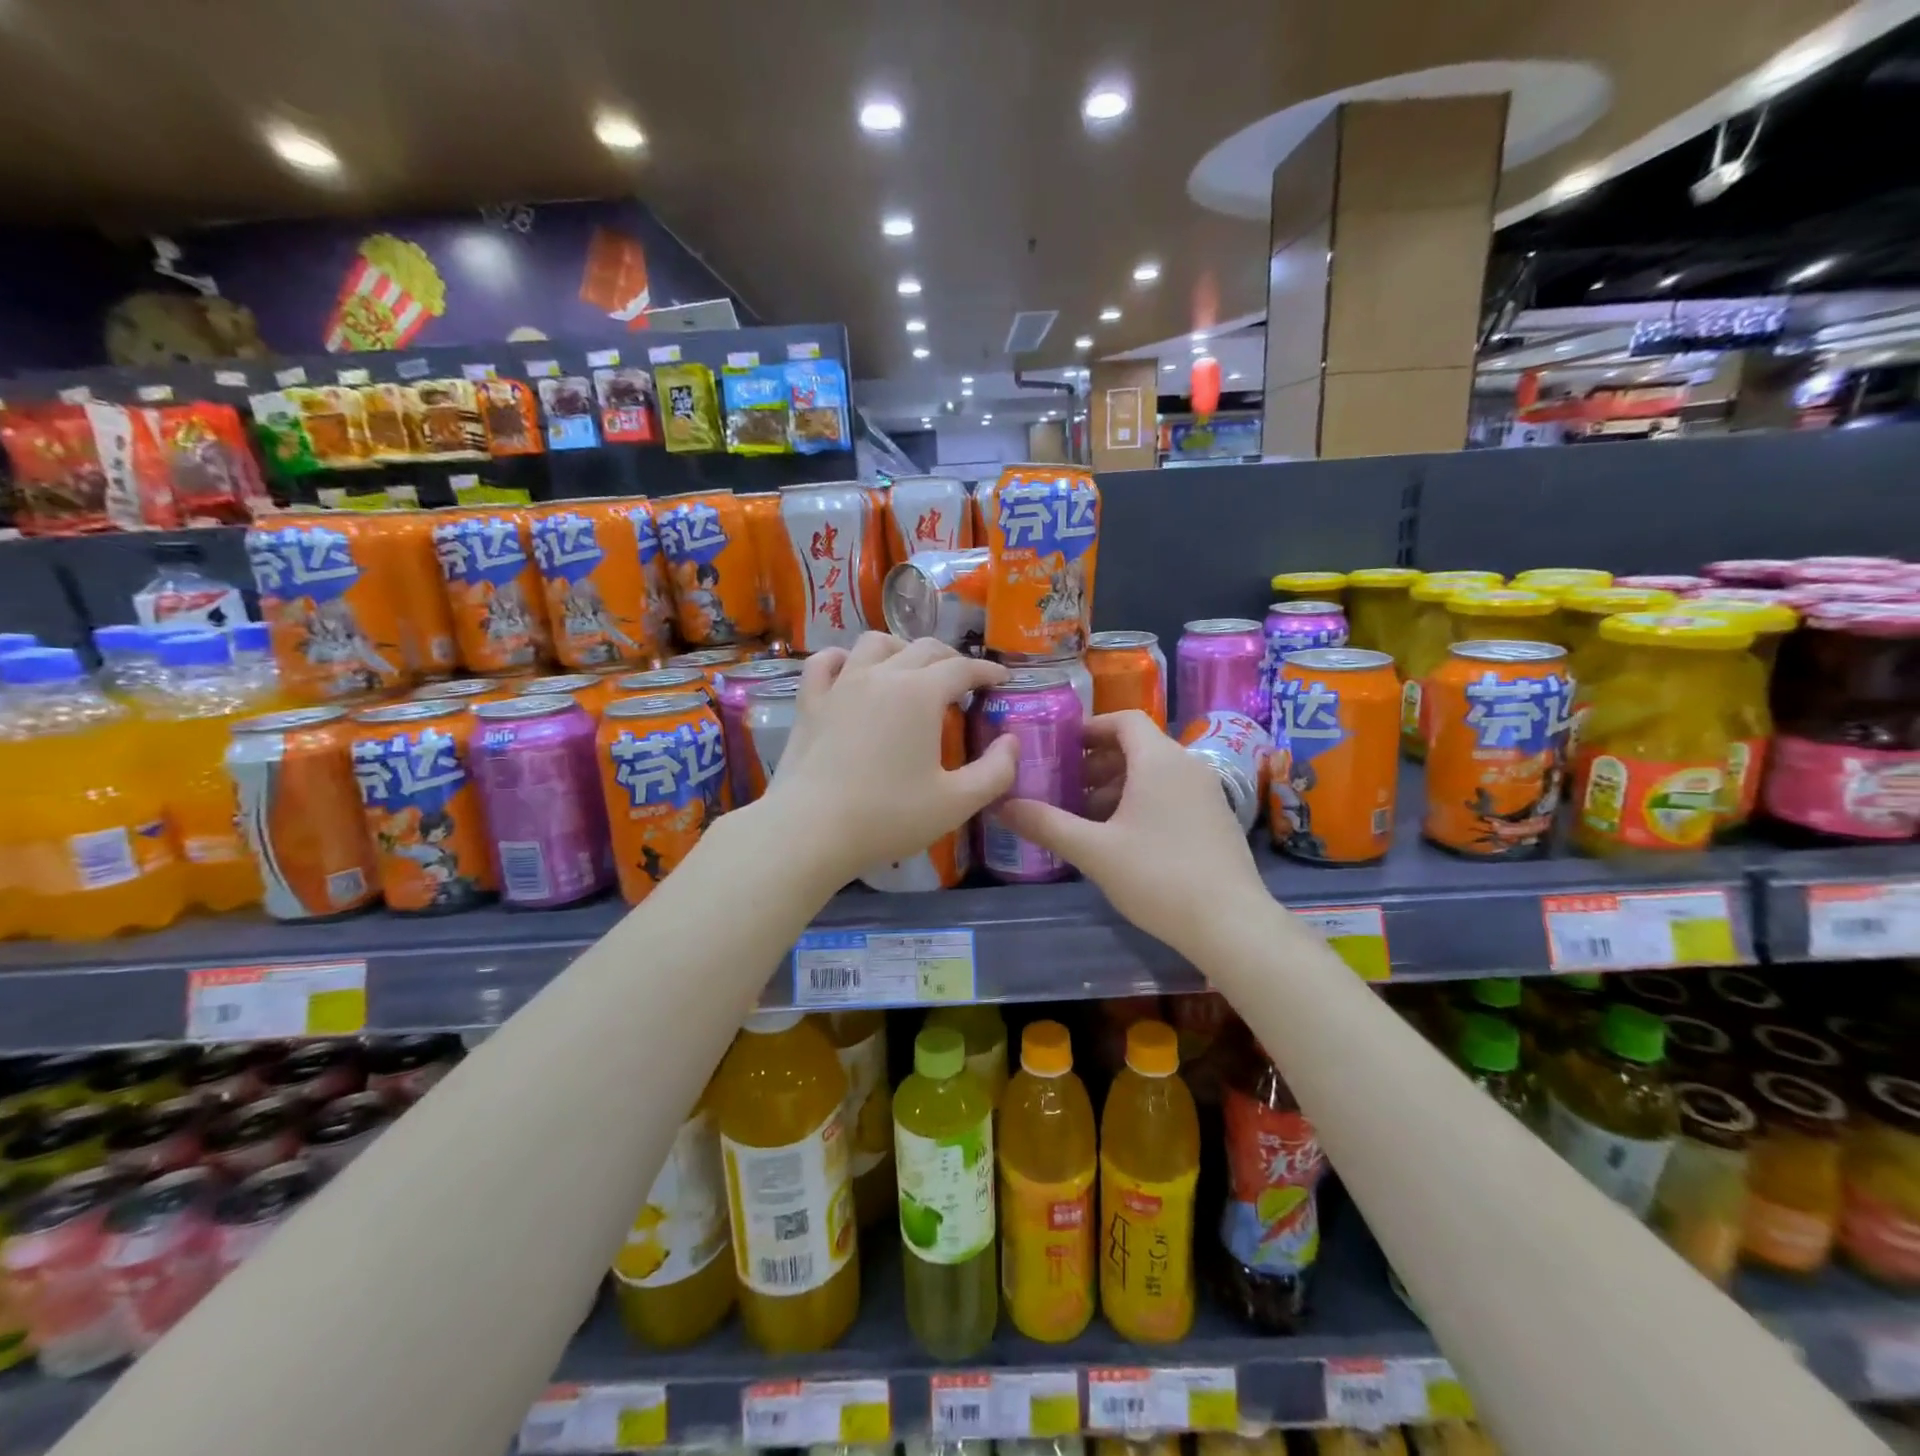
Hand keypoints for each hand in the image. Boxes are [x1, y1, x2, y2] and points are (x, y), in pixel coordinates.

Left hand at [754, 633, 1017, 885]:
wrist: (811, 830)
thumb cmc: (888, 817)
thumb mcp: (957, 803)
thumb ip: (996, 771)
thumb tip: (1011, 742)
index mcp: (921, 693)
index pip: (963, 668)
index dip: (987, 670)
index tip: (1001, 680)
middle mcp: (882, 675)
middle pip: (924, 649)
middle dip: (951, 659)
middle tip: (964, 681)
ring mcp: (841, 684)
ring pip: (875, 644)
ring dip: (901, 649)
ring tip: (911, 669)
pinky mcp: (810, 702)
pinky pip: (825, 662)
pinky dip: (844, 658)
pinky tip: (850, 669)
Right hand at [996, 710, 1268, 961]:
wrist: (1231, 924)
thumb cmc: (1158, 876)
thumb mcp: (1094, 851)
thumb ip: (1046, 824)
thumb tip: (1002, 805)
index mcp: (1159, 760)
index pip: (1124, 720)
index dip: (1090, 728)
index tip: (1061, 748)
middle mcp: (1188, 766)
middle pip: (1138, 746)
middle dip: (1097, 763)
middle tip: (1064, 787)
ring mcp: (1207, 793)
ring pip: (1154, 773)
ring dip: (1117, 786)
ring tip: (1086, 817)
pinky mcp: (1215, 820)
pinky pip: (1171, 794)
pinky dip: (1142, 802)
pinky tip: (1122, 839)